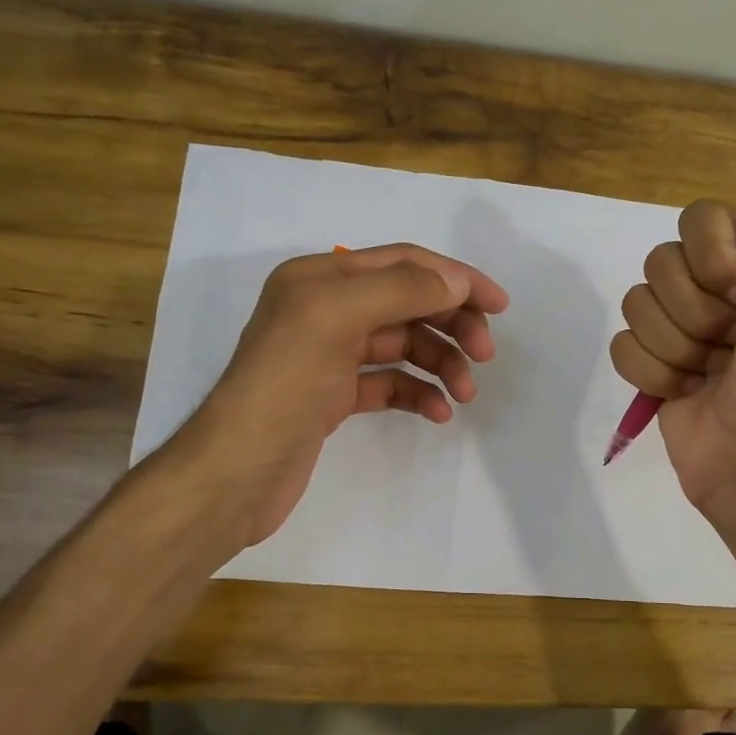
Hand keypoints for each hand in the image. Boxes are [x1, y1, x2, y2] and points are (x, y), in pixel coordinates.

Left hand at [164, 243, 508, 548]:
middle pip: (407, 303)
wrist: (237, 471)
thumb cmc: (283, 386)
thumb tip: (455, 280)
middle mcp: (325, 310)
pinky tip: (438, 412)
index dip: (454, 278)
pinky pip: (390, 384)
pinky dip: (417, 393)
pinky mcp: (334, 398)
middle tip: (484, 354)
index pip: (403, 263)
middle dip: (451, 324)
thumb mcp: (336, 318)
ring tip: (465, 393)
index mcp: (321, 279)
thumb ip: (400, 290)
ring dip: (440, 363)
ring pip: (403, 346)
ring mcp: (330, 356)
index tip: (498, 305)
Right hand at [609, 176, 735, 516]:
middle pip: (661, 261)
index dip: (716, 261)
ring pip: (637, 303)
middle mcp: (718, 290)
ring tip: (711, 376)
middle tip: (734, 346)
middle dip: (698, 312)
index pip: (701, 219)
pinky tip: (686, 393)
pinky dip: (653, 373)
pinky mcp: (652, 366)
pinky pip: (622, 344)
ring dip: (678, 347)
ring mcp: (680, 329)